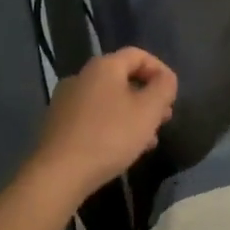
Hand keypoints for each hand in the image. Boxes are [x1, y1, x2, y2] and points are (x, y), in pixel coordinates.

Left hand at [24, 48, 176, 205]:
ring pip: (109, 100)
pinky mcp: (58, 124)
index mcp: (103, 66)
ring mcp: (66, 100)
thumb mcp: (148, 111)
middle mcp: (81, 76)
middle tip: (163, 118)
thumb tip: (166, 79)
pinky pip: (93, 116)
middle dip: (147, 96)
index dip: (160, 70)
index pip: (138, 55)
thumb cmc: (109, 136)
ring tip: (147, 139)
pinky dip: (112, 125)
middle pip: (123, 77)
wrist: (58, 175)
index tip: (172, 95)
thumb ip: (164, 88)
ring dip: (132, 113)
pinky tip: (122, 149)